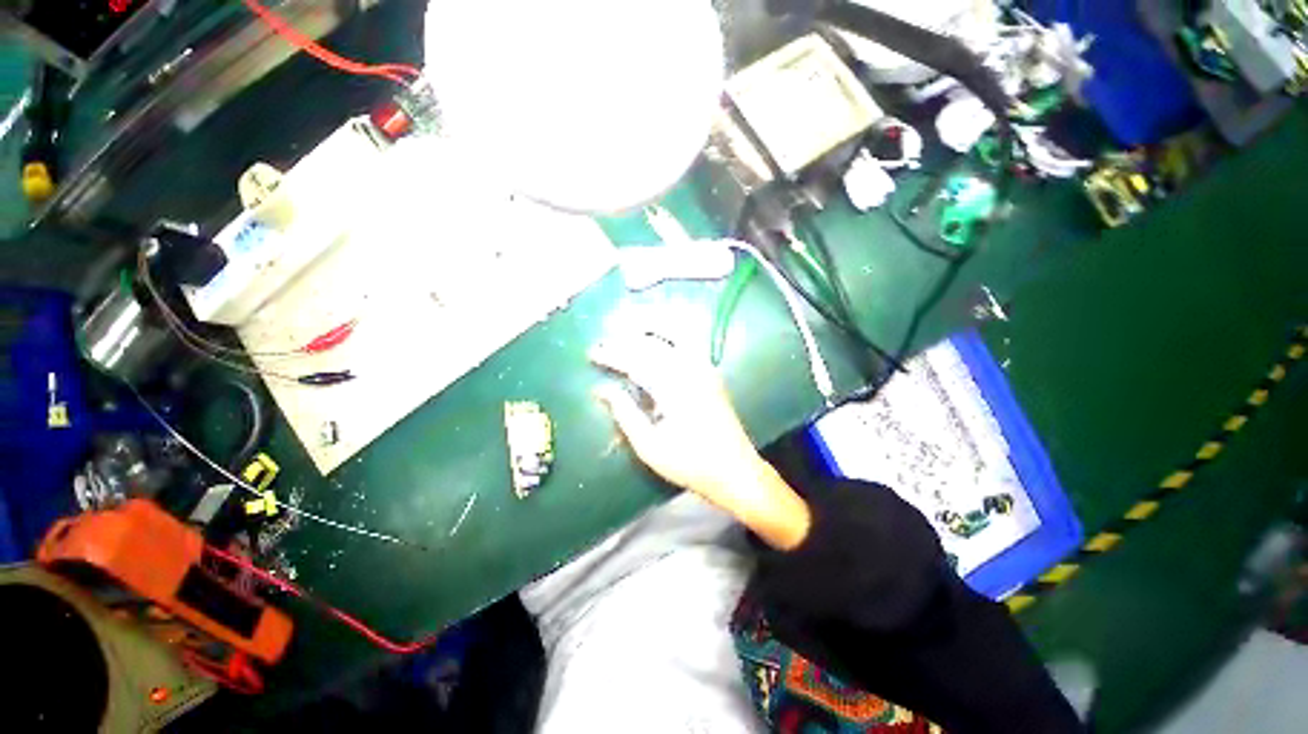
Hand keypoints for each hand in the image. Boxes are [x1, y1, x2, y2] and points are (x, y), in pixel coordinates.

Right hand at [590, 333, 810, 549]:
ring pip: (673, 336)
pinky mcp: (711, 373)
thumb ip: (625, 414)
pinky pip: (688, 342)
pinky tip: (657, 336)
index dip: (612, 355)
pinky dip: (669, 334)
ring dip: (648, 329)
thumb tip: (602, 390)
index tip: (592, 353)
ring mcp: (704, 369)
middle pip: (652, 345)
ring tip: (626, 327)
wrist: (735, 470)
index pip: (636, 361)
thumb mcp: (650, 446)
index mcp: (673, 388)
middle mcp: (690, 371)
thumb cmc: (690, 464)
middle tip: (603, 342)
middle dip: (624, 340)